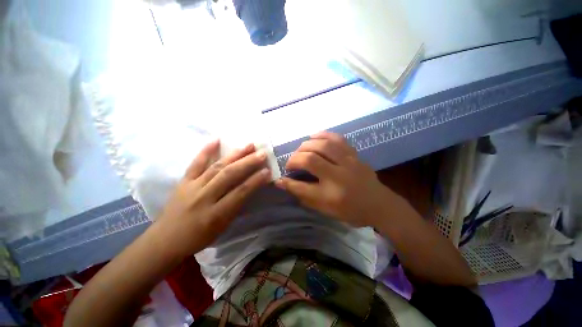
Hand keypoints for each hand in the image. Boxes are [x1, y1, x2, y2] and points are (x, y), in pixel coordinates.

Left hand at [154, 140, 270, 257]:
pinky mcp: (183, 182)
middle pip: (229, 175)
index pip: (240, 192)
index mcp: (216, 214)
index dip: (255, 181)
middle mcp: (204, 198)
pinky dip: (205, 151)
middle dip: (248, 163)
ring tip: (248, 145)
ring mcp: (191, 187)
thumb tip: (250, 187)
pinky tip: (216, 140)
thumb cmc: (199, 237)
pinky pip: (195, 164)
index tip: (267, 170)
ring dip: (234, 155)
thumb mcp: (222, 227)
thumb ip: (237, 206)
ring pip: (216, 167)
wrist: (166, 241)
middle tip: (262, 153)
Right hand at [275, 132, 402, 227]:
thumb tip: (283, 184)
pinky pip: (337, 139)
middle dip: (295, 158)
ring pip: (323, 145)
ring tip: (300, 150)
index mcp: (333, 194)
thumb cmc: (351, 211)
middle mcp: (339, 175)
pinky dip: (322, 135)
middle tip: (291, 163)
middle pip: (311, 158)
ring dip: (306, 145)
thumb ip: (304, 195)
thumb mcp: (326, 209)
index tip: (280, 178)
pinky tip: (313, 137)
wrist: (379, 204)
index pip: (303, 186)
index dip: (288, 182)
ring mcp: (349, 162)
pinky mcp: (354, 154)